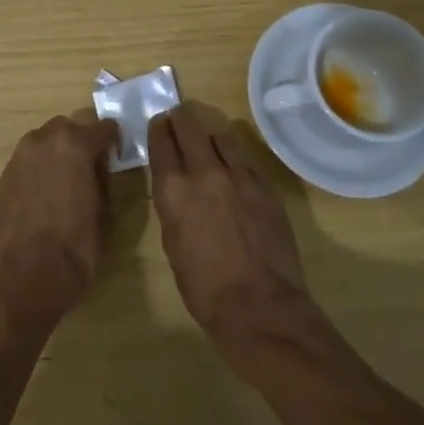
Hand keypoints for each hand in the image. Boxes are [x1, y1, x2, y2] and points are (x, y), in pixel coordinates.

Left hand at [0, 112, 118, 330]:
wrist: (31, 276)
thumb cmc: (78, 244)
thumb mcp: (106, 209)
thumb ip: (103, 176)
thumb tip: (99, 165)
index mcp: (74, 143)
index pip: (103, 127)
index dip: (113, 140)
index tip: (117, 153)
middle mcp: (42, 141)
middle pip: (67, 128)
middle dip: (80, 141)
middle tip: (89, 166)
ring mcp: (17, 159)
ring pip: (42, 144)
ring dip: (55, 155)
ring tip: (64, 182)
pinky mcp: (2, 180)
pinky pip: (25, 167)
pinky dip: (36, 174)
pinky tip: (42, 200)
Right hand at [148, 106, 317, 346]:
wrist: (260, 306)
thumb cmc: (204, 288)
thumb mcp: (173, 245)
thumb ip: (174, 208)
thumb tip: (178, 191)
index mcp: (173, 191)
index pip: (161, 143)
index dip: (158, 129)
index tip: (158, 123)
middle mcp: (204, 173)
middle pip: (189, 127)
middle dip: (180, 118)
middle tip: (178, 117)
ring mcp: (239, 176)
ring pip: (222, 135)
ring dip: (211, 134)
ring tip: (209, 140)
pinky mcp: (265, 186)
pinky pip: (246, 158)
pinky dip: (235, 156)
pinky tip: (234, 166)